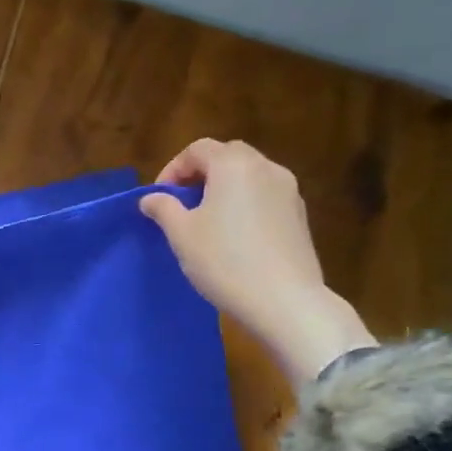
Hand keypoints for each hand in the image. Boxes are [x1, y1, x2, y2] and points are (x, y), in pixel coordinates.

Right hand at [140, 139, 375, 387]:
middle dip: (201, 172)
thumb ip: (163, 208)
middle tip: (183, 201)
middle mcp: (266, 168)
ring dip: (225, 187)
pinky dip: (246, 202)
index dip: (173, 169)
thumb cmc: (224, 261)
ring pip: (250, 175)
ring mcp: (289, 191)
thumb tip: (151, 198)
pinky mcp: (300, 215)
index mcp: (233, 165)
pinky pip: (266, 196)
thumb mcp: (181, 234)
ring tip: (208, 218)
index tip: (160, 198)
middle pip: (227, 155)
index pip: (197, 149)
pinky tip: (235, 234)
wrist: (285, 301)